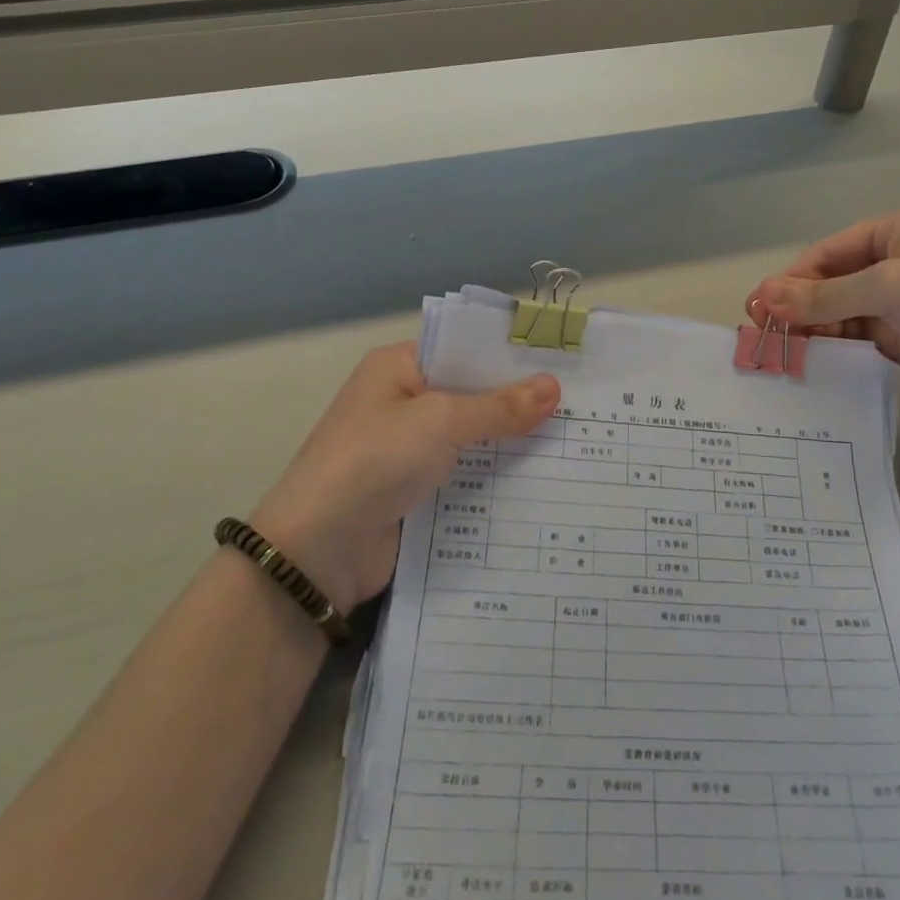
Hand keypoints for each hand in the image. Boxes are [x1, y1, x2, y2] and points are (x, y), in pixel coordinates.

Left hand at [248, 343, 559, 609]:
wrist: (318, 551)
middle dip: (519, 400)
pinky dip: (495, 475)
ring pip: (472, 436)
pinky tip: (542, 477)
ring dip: (511, 441)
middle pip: (471, 393)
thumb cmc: (375, 461)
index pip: (463, 348)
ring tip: (574, 438)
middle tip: (581, 401)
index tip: (563, 361)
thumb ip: (499, 406)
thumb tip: (554, 387)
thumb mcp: (440, 422)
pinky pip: (465, 473)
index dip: (510, 354)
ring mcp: (408, 448)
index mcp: (398, 367)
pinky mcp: (416, 489)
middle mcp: (403, 401)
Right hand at [746, 210, 899, 415]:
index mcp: (891, 233)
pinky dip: (833, 349)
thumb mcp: (885, 286)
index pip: (825, 255)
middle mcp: (892, 264)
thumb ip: (822, 296)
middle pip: (829, 284)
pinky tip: (810, 362)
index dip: (791, 280)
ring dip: (811, 330)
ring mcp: (898, 305)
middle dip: (797, 307)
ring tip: (780, 352)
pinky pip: (856, 340)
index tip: (758, 308)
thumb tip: (761, 297)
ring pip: (839, 314)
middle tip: (762, 334)